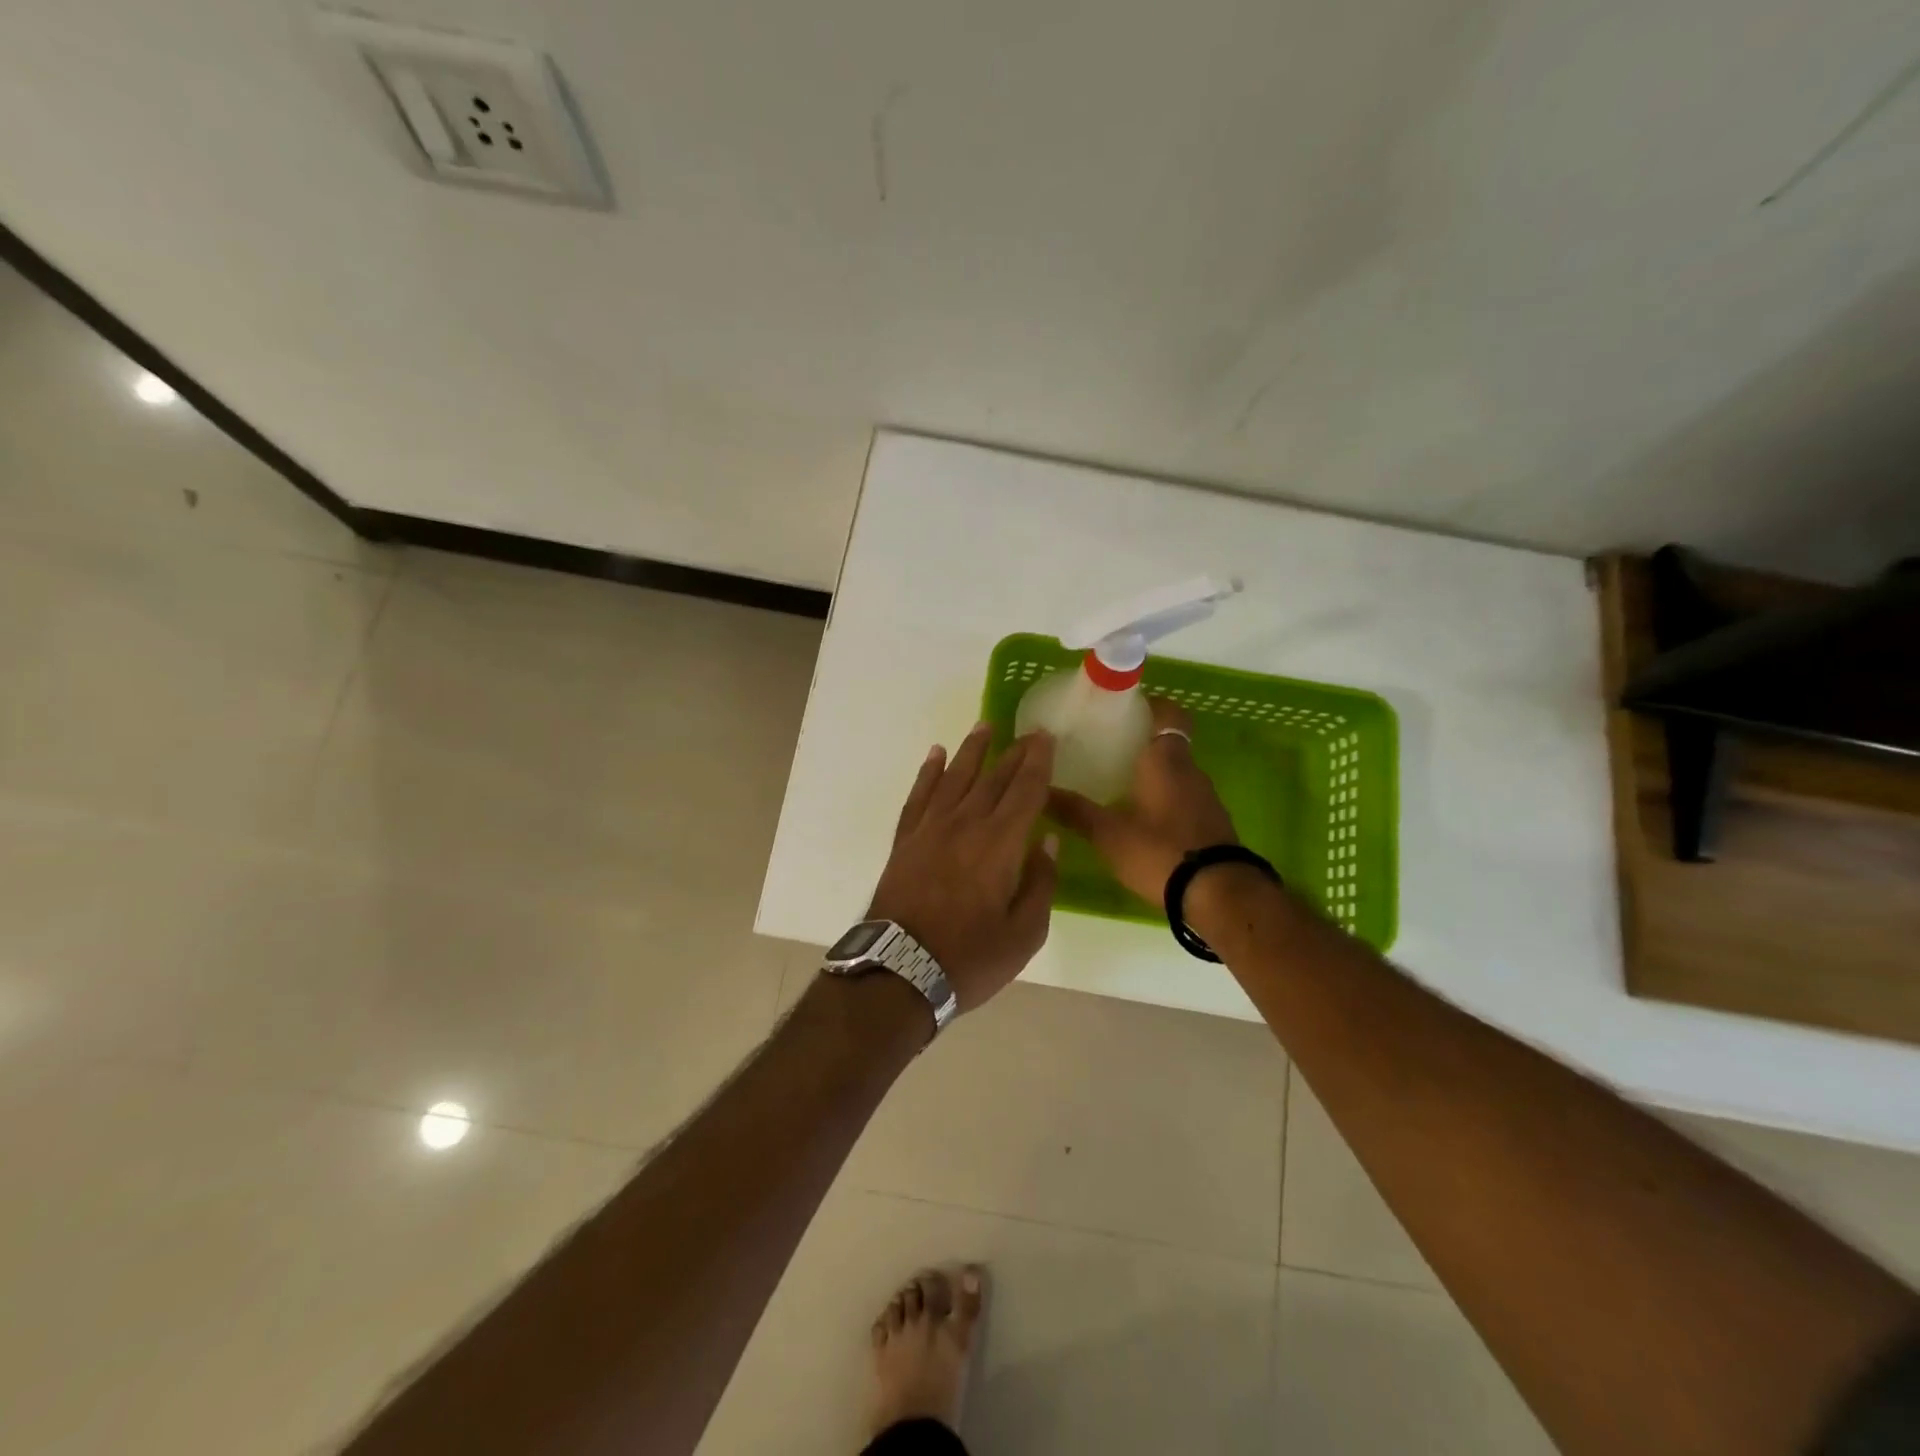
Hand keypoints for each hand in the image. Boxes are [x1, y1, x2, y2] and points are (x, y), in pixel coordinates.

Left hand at [869, 724, 1059, 1012]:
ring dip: (972, 750)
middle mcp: (965, 825)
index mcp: (1000, 845)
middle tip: (1028, 733)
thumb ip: (1041, 883)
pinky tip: (935, 756)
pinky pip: (919, 796)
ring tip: (984, 727)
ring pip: (955, 778)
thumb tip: (1047, 841)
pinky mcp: (905, 840)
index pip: (1025, 792)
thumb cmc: (970, 958)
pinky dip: (928, 773)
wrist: (899, 971)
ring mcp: (930, 829)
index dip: (1038, 763)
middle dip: (1014, 753)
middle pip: (994, 779)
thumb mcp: (1024, 934)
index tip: (1045, 738)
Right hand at [1047, 697, 1237, 903]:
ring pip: (1177, 773)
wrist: (1219, 895)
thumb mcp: (1109, 834)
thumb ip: (1075, 812)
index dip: (1150, 704)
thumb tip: (1040, 790)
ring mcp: (1206, 798)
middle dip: (1142, 742)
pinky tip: (1143, 818)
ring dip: (1154, 773)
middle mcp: (1191, 771)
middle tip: (1107, 747)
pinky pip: (1185, 798)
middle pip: (1169, 743)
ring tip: (1119, 783)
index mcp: (1166, 760)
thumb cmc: (1160, 851)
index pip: (1168, 713)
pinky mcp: (1213, 824)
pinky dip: (1165, 799)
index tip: (1124, 707)